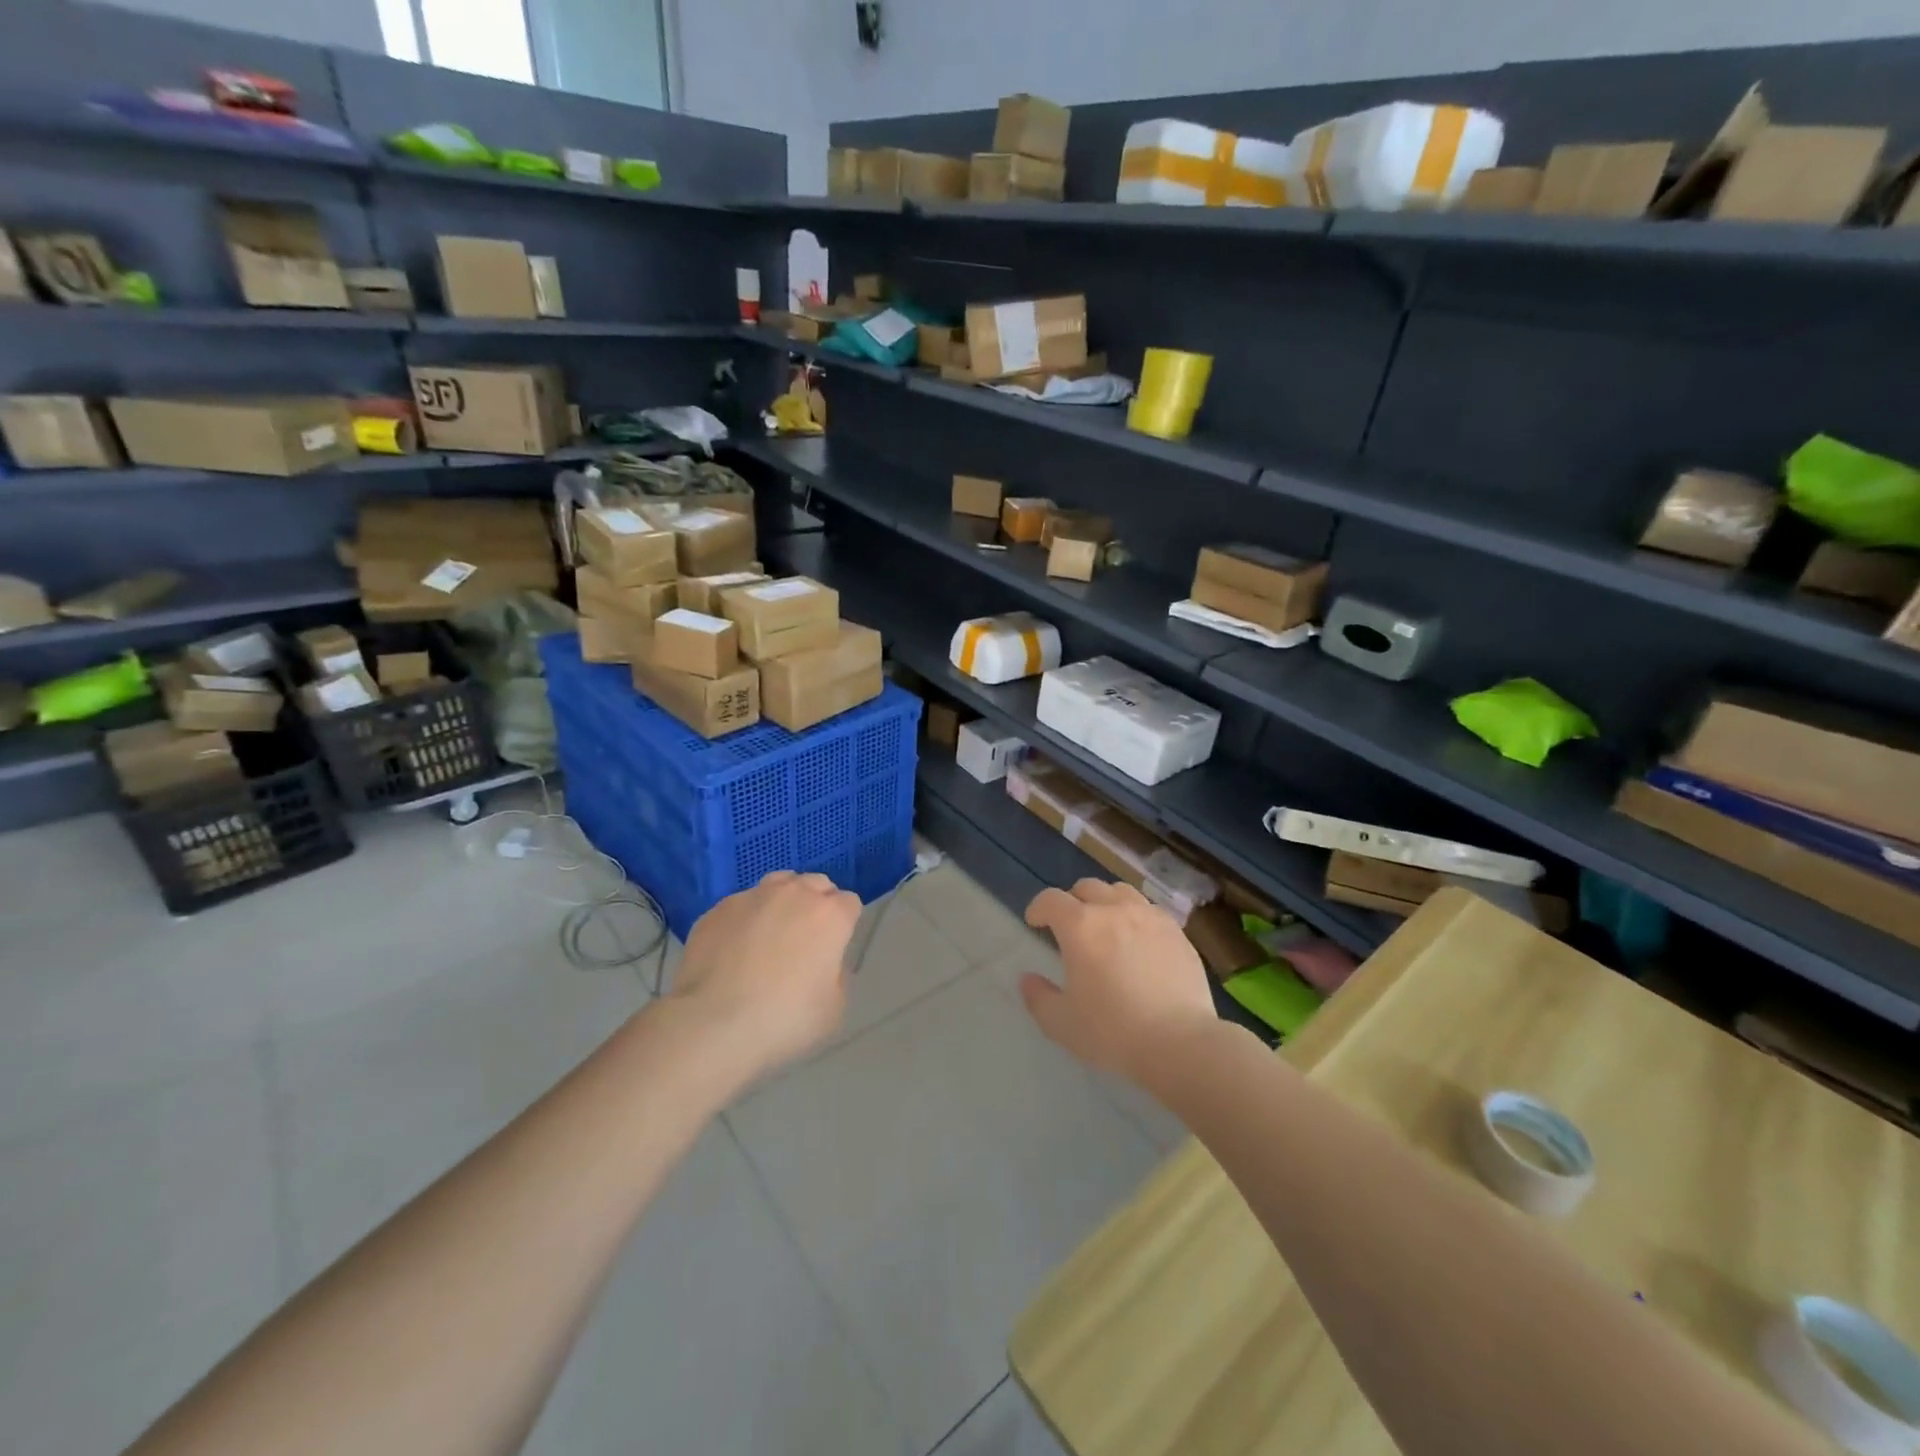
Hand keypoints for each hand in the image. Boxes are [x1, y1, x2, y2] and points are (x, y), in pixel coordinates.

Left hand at [668, 870, 861, 1082]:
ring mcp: (752, 897)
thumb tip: (824, 962)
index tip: (834, 948)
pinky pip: (741, 905)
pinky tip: (734, 949)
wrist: (712, 1024)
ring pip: (778, 884)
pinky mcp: (717, 909)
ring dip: (782, 901)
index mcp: (830, 915)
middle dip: (816, 904)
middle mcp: (794, 894)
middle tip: (805, 940)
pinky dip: (745, 919)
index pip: (850, 903)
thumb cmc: (784, 1019)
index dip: (845, 923)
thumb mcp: (834, 1008)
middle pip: (816, 884)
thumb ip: (837, 974)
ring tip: (770, 934)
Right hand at [1020, 879, 1216, 1082]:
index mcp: (1081, 927)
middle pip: (1087, 887)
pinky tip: (1138, 940)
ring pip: (1121, 892)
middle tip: (1070, 926)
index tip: (1035, 922)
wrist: (1180, 1042)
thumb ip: (1039, 998)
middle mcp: (1114, 910)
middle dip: (1072, 902)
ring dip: (1105, 902)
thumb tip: (1028, 979)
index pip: (1051, 899)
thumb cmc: (1113, 1032)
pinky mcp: (1176, 931)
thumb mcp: (1062, 1024)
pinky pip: (1149, 910)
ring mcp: (1150, 917)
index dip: (1038, 907)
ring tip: (1106, 925)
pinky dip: (1135, 916)